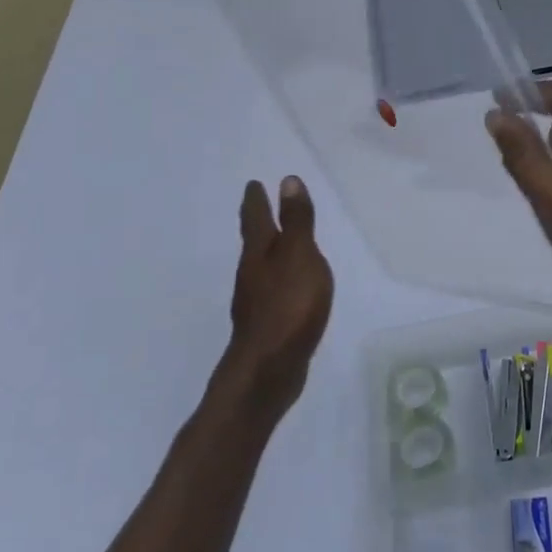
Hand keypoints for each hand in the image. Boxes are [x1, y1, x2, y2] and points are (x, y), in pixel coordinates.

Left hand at [224, 177, 333, 416]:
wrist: (268, 370)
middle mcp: (252, 274)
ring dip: (268, 253)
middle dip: (258, 224)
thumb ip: (297, 221)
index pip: (256, 218)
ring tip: (279, 244)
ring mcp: (256, 303)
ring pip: (261, 268)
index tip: (253, 184)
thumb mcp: (300, 255)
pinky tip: (289, 289)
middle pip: (254, 242)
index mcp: (259, 253)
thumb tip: (287, 181)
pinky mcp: (266, 326)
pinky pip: (273, 292)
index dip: (256, 200)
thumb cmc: (288, 305)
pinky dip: (279, 281)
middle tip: (259, 207)